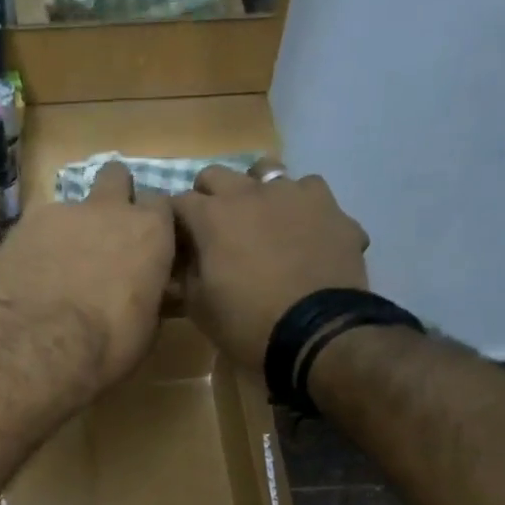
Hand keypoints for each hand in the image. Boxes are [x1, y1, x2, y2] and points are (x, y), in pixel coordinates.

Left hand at [0, 162, 174, 392]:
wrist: (39, 346)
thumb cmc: (108, 343)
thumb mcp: (146, 328)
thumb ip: (148, 295)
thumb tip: (143, 294)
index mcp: (149, 231)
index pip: (160, 204)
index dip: (151, 223)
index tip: (145, 246)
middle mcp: (106, 209)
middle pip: (115, 177)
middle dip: (111, 198)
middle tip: (104, 236)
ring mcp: (59, 212)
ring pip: (69, 208)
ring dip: (67, 231)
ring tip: (54, 271)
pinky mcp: (18, 227)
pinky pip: (31, 232)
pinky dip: (32, 250)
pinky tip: (24, 282)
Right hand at [171, 157, 370, 370]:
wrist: (317, 333)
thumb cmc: (248, 323)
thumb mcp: (199, 308)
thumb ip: (186, 273)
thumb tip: (184, 259)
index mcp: (211, 216)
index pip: (178, 202)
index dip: (175, 222)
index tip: (179, 242)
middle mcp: (250, 193)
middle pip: (217, 175)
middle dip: (209, 196)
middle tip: (215, 228)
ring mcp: (293, 194)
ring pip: (266, 171)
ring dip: (256, 191)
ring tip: (261, 219)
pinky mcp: (330, 207)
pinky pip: (309, 191)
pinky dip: (300, 206)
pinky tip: (303, 230)